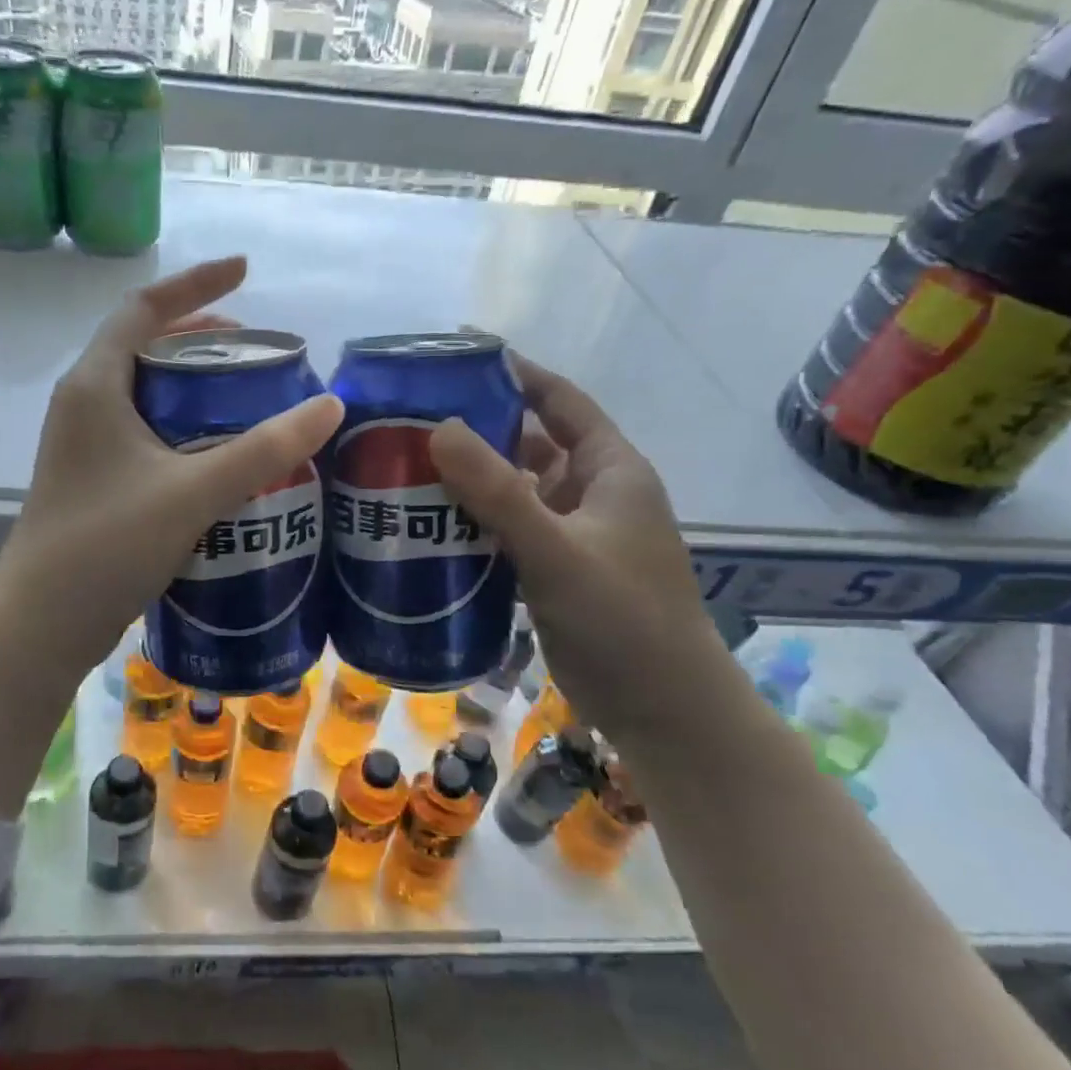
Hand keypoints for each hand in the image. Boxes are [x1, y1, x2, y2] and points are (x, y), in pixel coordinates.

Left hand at [0, 256, 343, 677]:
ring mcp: (84, 445)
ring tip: (247, 396)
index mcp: (95, 385)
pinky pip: (144, 433)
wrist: (41, 625)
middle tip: (256, 350)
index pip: (144, 308)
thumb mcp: (193, 492)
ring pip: (145, 393)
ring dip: (193, 385)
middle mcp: (83, 404)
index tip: (246, 271)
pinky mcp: (95, 481)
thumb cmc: (107, 545)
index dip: (196, 284)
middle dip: (200, 337)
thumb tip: (330, 406)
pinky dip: (183, 427)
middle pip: (144, 346)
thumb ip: (263, 449)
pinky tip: (220, 456)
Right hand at [429, 354, 717, 723]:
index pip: (561, 401)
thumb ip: (499, 493)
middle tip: (412, 422)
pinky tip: (430, 527)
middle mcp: (591, 493)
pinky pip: (508, 531)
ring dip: (471, 482)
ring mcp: (573, 534)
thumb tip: (440, 428)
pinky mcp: (555, 570)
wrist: (663, 710)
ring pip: (515, 491)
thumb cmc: (623, 619)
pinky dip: (474, 523)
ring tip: (408, 470)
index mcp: (609, 470)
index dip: (517, 375)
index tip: (459, 359)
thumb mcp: (557, 551)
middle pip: (529, 444)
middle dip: (477, 431)